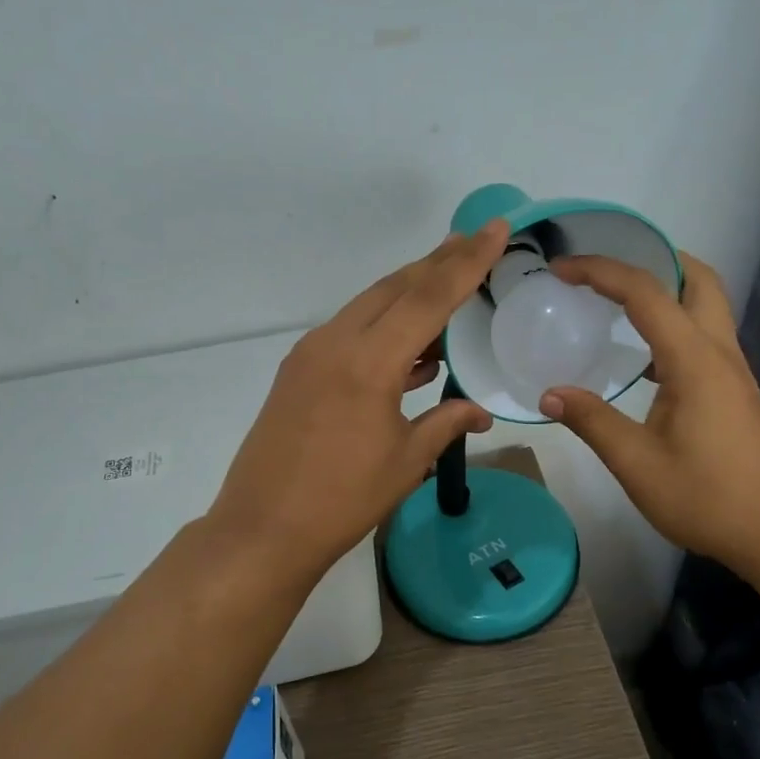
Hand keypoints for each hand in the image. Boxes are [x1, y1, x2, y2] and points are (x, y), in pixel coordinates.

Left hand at [207, 222, 508, 583]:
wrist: (263, 529)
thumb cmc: (342, 500)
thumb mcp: (405, 460)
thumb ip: (446, 423)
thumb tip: (480, 412)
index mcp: (369, 362)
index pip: (428, 297)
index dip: (467, 262)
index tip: (496, 229)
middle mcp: (335, 342)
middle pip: (395, 287)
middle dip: (438, 262)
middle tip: (474, 240)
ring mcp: (310, 354)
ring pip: (368, 305)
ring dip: (408, 290)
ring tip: (446, 279)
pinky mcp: (298, 370)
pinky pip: (349, 330)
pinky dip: (382, 324)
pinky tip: (408, 343)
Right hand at [538, 252, 759, 570]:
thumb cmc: (708, 498)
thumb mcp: (637, 464)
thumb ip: (592, 422)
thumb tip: (549, 394)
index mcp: (694, 360)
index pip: (646, 293)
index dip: (600, 271)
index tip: (560, 268)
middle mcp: (720, 353)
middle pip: (697, 280)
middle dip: (653, 260)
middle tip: (607, 270)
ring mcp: (734, 372)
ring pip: (707, 306)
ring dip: (667, 291)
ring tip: (617, 303)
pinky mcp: (736, 392)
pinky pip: (704, 337)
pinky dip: (673, 325)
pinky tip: (644, 359)